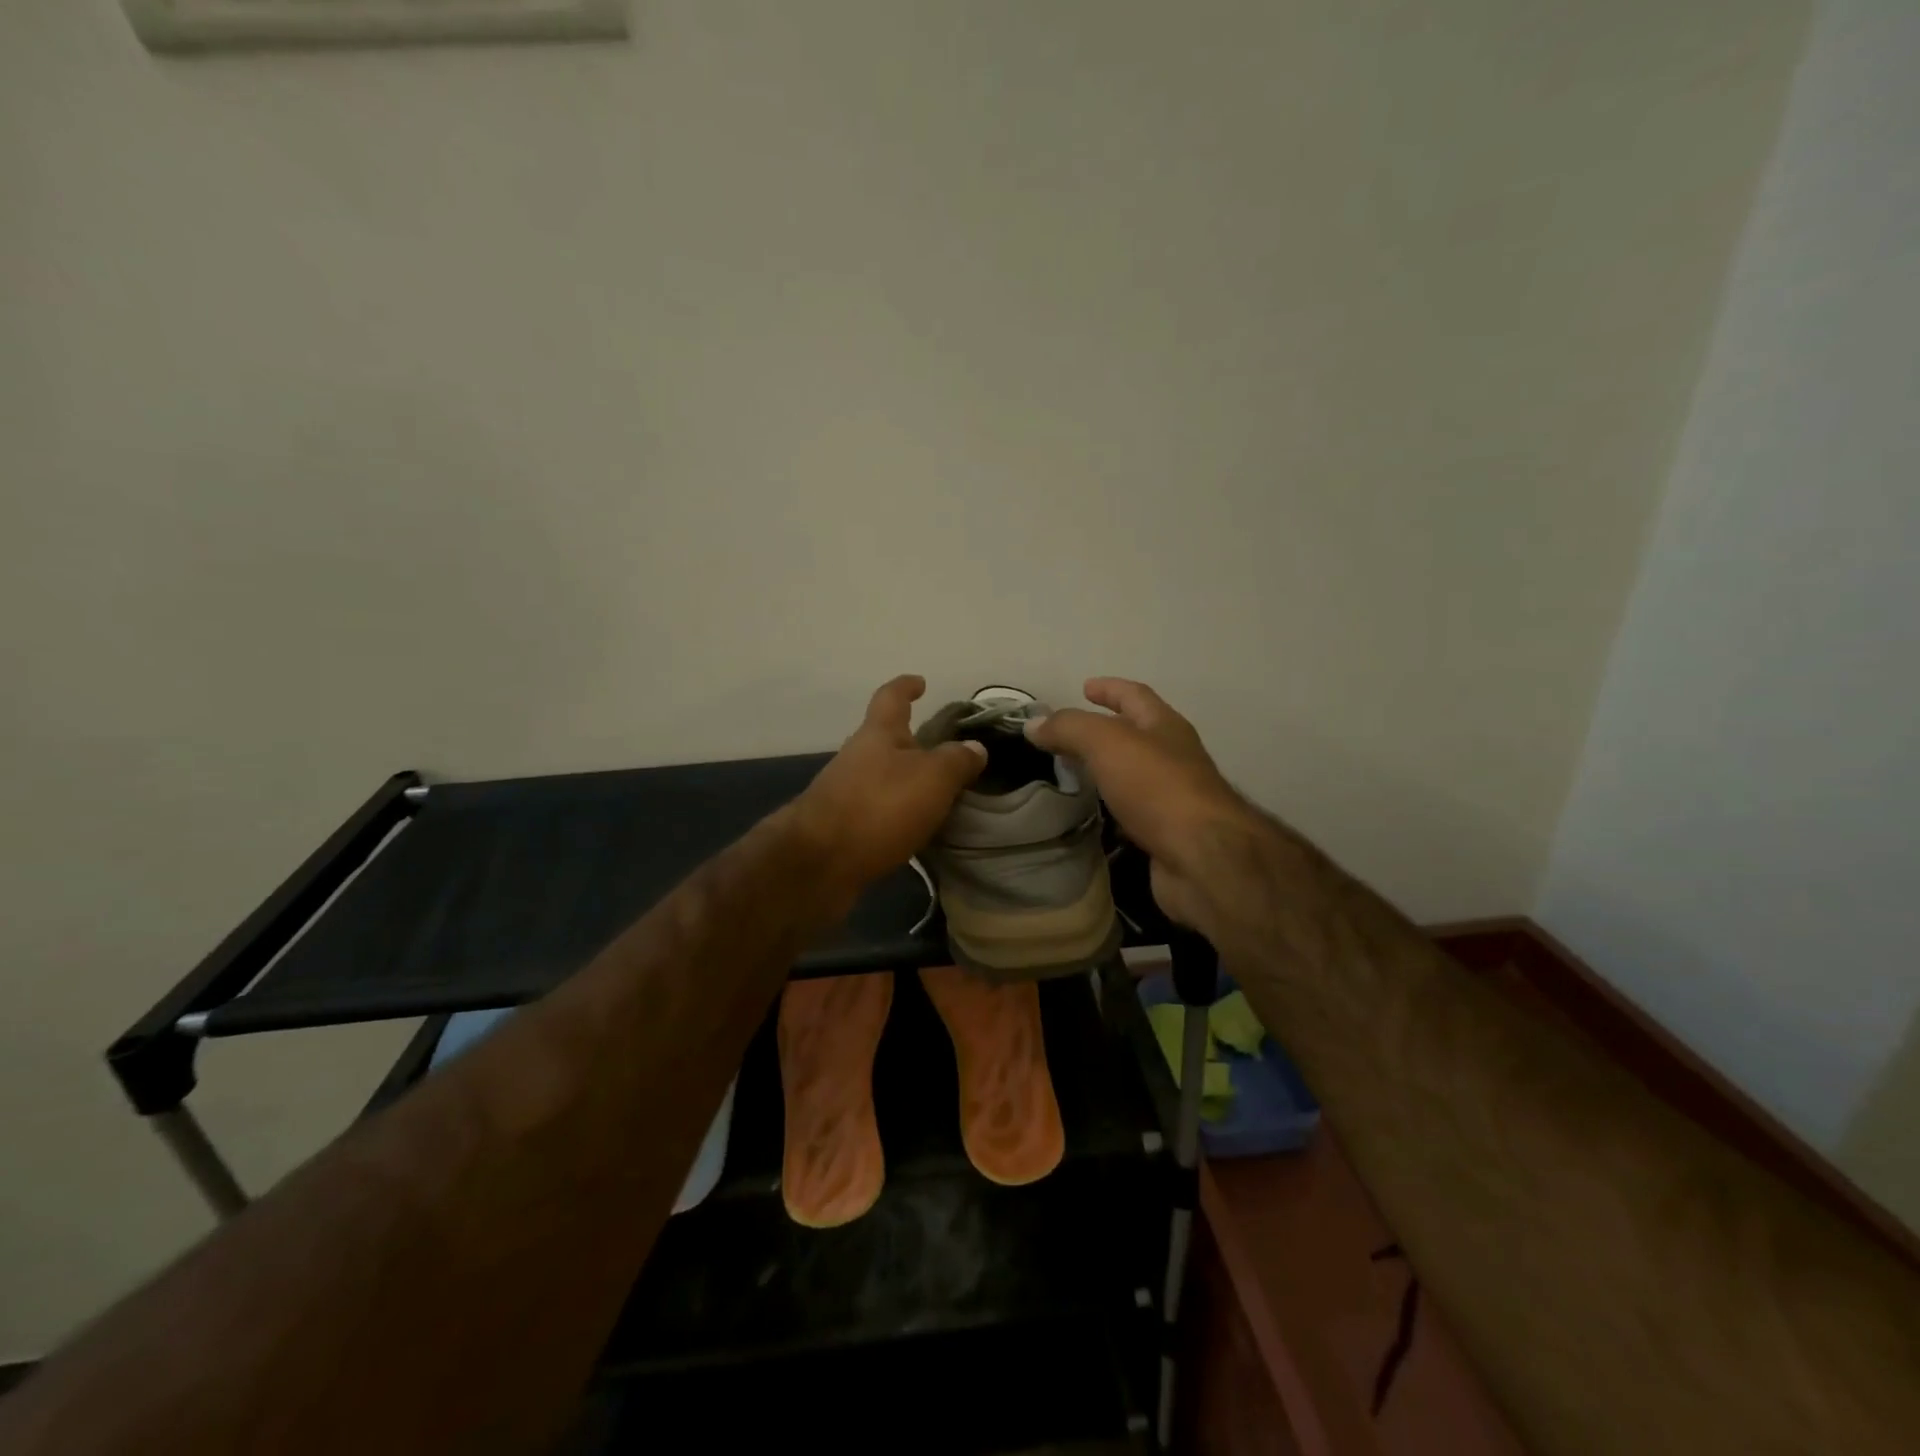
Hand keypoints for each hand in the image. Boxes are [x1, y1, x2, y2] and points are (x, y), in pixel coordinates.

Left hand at [791, 675, 987, 891]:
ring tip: (937, 796)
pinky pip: (876, 810)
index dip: (906, 687)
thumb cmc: (879, 807)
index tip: (920, 683)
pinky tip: (914, 829)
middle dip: (911, 743)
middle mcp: (856, 757)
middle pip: (884, 740)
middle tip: (944, 754)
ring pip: (880, 777)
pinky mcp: (840, 827)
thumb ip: (957, 761)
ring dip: (904, 782)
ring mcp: (843, 792)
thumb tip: (975, 748)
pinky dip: (896, 813)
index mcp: (878, 735)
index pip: (891, 697)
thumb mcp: (932, 778)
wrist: (819, 863)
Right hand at [1025, 677, 1258, 929]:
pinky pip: (1132, 813)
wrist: (1202, 858)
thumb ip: (1069, 728)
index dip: (1109, 689)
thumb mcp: (1107, 743)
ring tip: (1073, 774)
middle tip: (1068, 735)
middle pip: (1137, 735)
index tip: (1084, 687)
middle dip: (1106, 729)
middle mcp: (1174, 757)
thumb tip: (1033, 724)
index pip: (1135, 696)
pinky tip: (1091, 816)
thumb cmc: (1158, 787)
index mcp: (1165, 727)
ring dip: (1107, 772)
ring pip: (1133, 775)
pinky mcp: (1166, 834)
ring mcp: (1173, 798)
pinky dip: (1111, 810)